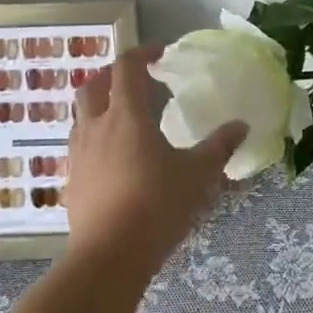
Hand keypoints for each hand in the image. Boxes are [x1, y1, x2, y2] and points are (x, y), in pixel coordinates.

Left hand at [64, 45, 246, 284]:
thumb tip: (241, 125)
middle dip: (111, 75)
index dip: (142, 53)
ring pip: (81, 115)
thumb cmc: (155, 206)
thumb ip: (219, 146)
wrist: (108, 259)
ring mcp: (79, 155)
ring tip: (124, 117)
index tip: (161, 54)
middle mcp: (96, 127)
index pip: (126, 67)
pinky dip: (95, 137)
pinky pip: (79, 145)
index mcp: (126, 115)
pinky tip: (114, 157)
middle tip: (136, 80)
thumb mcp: (197, 175)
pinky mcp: (71, 181)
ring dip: (99, 105)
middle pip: (92, 85)